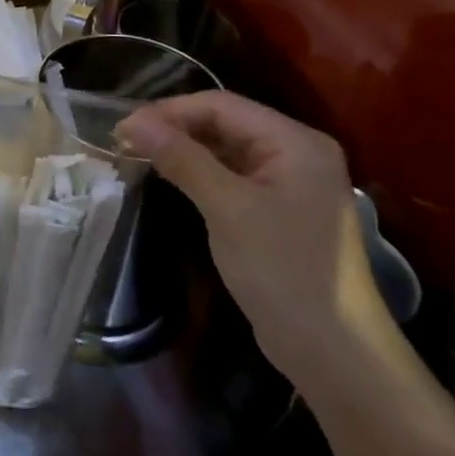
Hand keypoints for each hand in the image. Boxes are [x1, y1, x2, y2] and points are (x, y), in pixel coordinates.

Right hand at [115, 91, 398, 394]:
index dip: (169, 111)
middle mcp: (296, 153)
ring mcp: (289, 182)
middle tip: (124, 142)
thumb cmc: (282, 269)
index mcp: (295, 142)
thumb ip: (181, 158)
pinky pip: (231, 175)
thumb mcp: (226, 208)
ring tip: (138, 156)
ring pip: (225, 149)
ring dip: (183, 149)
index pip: (222, 105)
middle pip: (225, 123)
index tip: (123, 128)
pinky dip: (199, 172)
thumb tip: (132, 121)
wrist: (332, 350)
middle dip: (174, 128)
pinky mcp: (278, 209)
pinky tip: (170, 178)